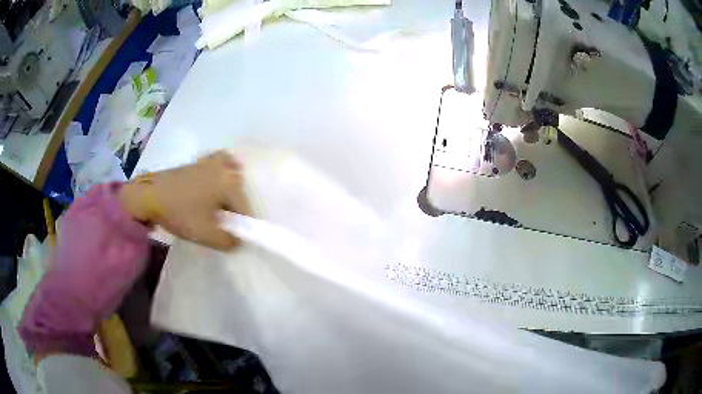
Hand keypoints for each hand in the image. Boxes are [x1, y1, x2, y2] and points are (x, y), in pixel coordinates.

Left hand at [119, 151, 250, 249]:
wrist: (149, 196)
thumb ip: (229, 242)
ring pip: (229, 172)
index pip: (246, 209)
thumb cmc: (180, 213)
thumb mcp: (207, 235)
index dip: (242, 226)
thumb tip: (238, 240)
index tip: (232, 237)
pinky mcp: (196, 162)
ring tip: (221, 202)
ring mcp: (208, 162)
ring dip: (230, 186)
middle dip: (236, 206)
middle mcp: (223, 168)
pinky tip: (210, 183)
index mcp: (230, 183)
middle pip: (239, 189)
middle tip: (224, 222)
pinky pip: (216, 164)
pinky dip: (219, 171)